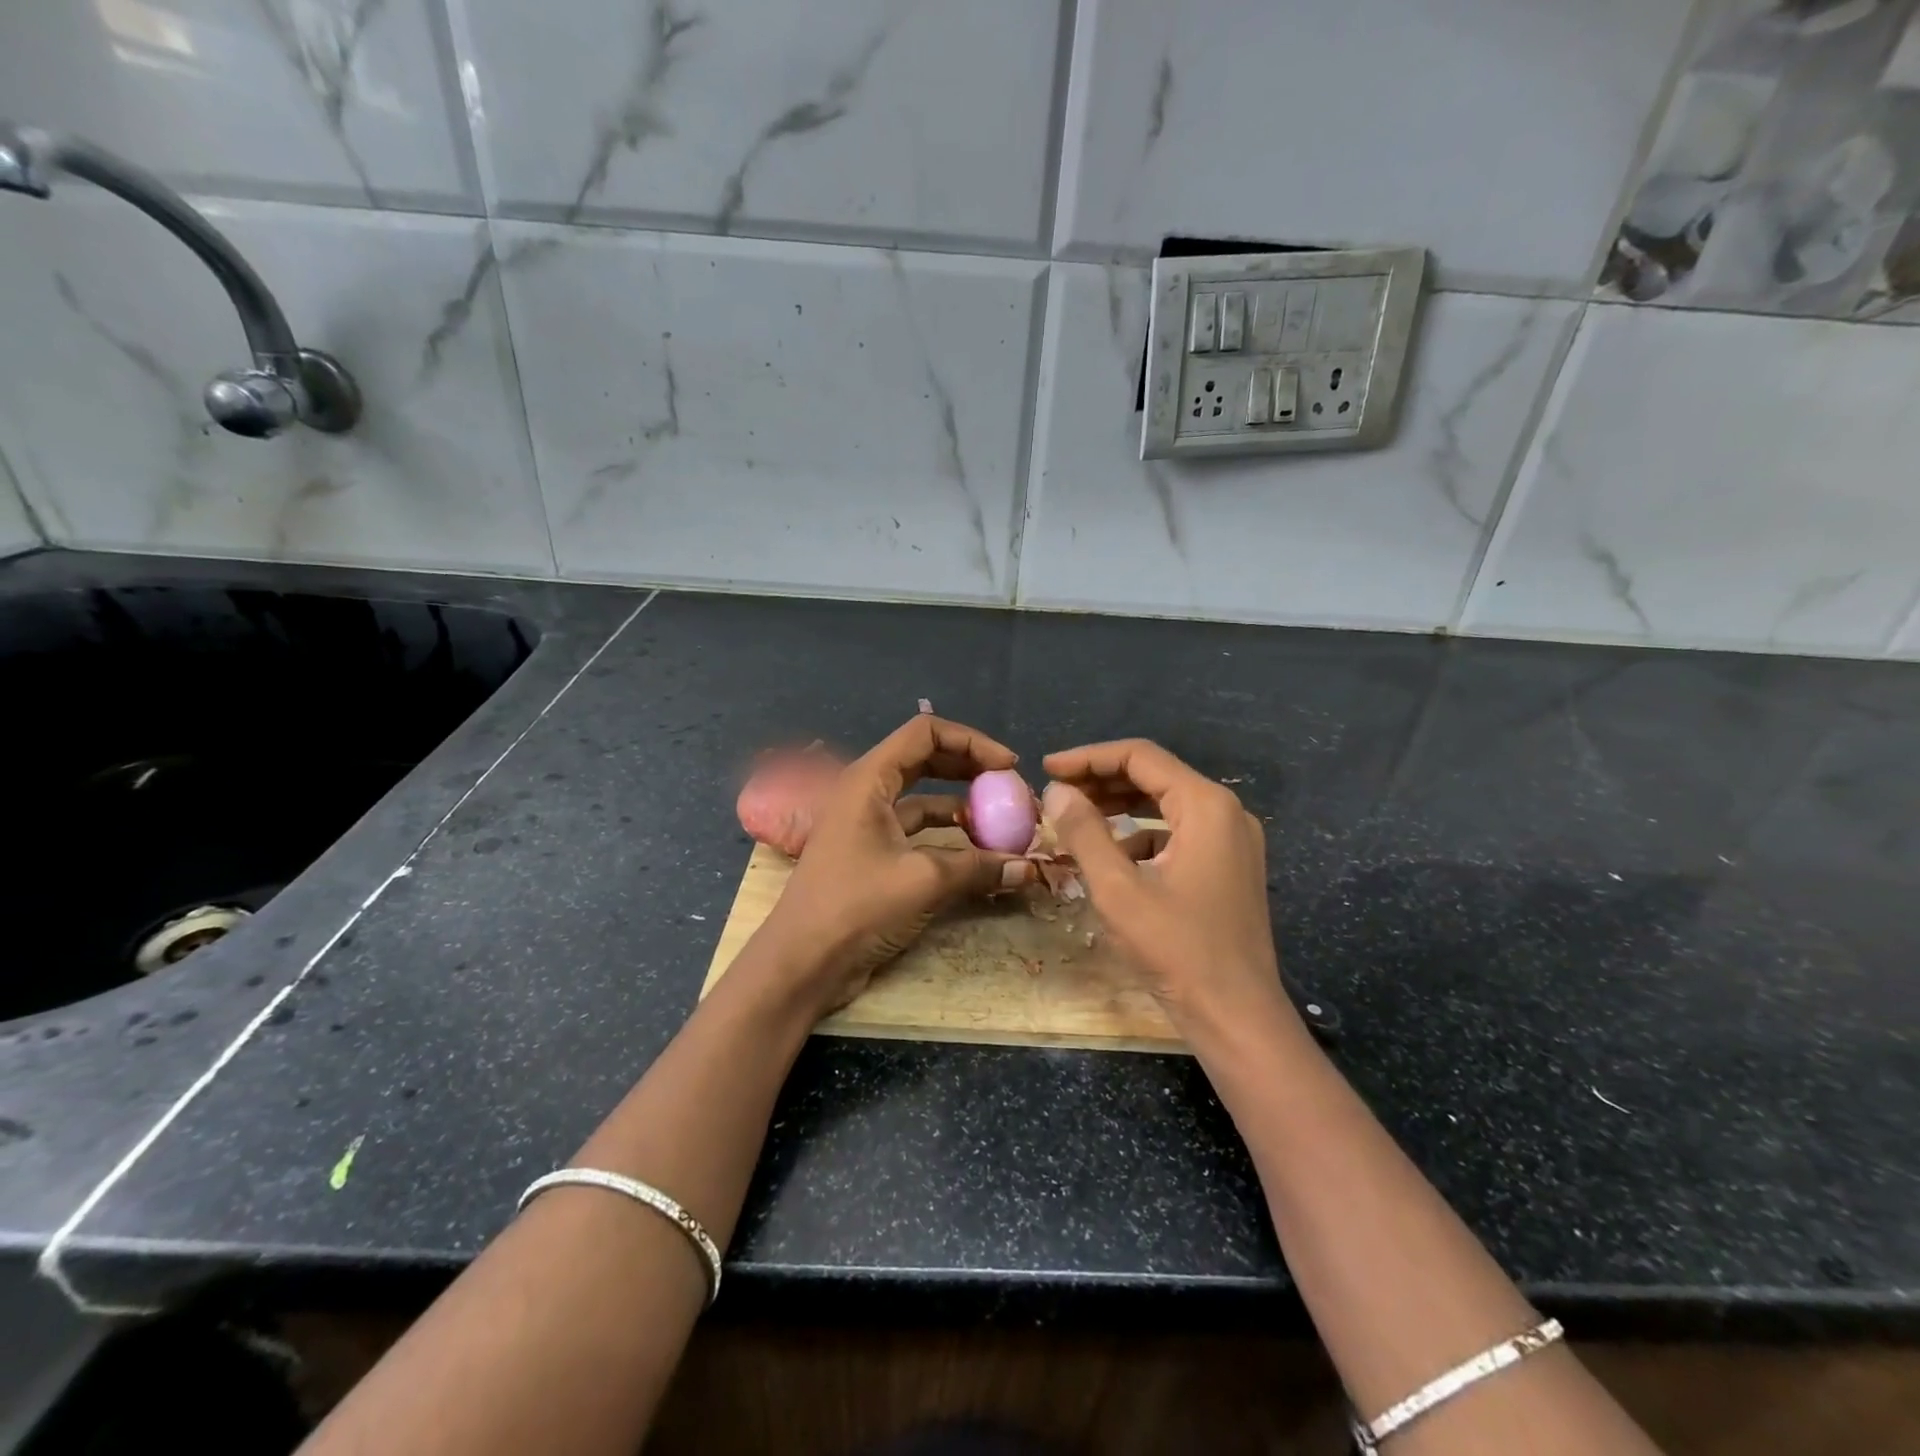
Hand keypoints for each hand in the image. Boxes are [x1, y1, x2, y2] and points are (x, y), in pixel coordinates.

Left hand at [758, 715, 1029, 1014]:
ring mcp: (869, 824)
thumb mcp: (924, 881)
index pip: (926, 732)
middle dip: (972, 770)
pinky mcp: (874, 854)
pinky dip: (950, 836)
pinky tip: (979, 854)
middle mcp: (868, 792)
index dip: (972, 742)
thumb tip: (1029, 868)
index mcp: (869, 778)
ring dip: (964, 806)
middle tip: (1011, 791)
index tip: (1009, 768)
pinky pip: (919, 831)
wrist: (802, 963)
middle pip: (927, 759)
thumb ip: (979, 867)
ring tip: (1004, 825)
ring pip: (925, 798)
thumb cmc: (855, 907)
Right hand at [1041, 739, 1294, 1039]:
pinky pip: (1179, 833)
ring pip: (1166, 804)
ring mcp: (1233, 841)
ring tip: (1076, 819)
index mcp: (1206, 806)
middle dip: (1102, 780)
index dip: (1088, 758)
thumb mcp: (1118, 889)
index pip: (1140, 757)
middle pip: (1155, 776)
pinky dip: (1143, 835)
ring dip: (1120, 807)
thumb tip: (1056, 791)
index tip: (1047, 769)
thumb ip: (1084, 832)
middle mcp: (1226, 812)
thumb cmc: (1178, 950)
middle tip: (1057, 793)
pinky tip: (1113, 857)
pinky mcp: (1230, 867)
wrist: (1238, 1017)